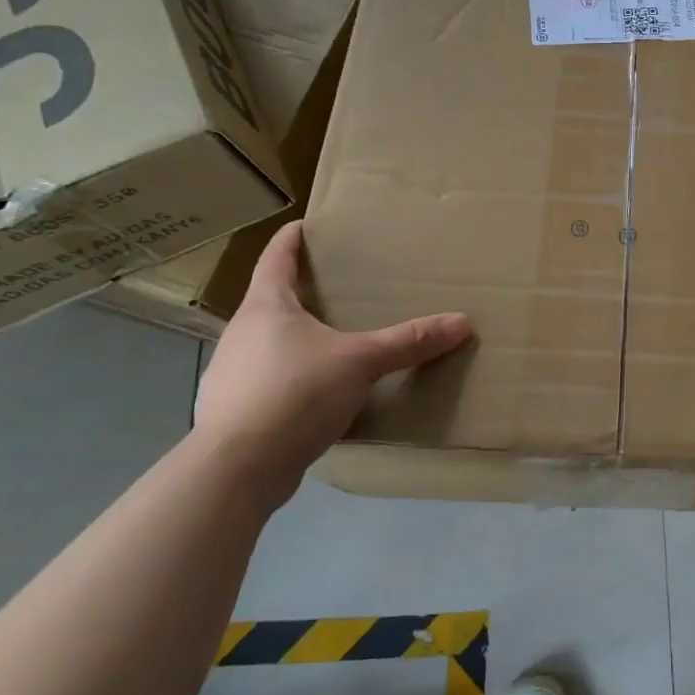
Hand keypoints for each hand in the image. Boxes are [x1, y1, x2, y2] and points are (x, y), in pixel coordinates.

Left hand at [195, 221, 471, 506]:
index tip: (305, 225)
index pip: (275, 257)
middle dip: (301, 293)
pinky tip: (314, 396)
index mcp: (266, 307)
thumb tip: (462, 322)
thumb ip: (408, 342)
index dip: (291, 239)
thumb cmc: (294, 394)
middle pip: (271, 300)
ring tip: (330, 343)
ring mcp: (231, 373)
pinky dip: (290, 379)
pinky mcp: (233, 411)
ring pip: (267, 343)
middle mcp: (241, 333)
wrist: (236, 469)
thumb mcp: (360, 363)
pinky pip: (267, 382)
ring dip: (294, 339)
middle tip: (336, 289)